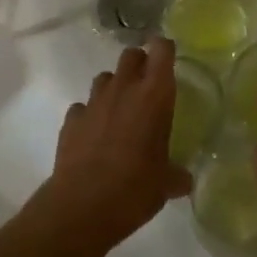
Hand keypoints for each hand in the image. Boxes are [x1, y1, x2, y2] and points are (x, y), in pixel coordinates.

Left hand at [37, 38, 192, 252]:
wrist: (83, 206)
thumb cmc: (136, 188)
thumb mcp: (166, 184)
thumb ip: (177, 175)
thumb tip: (185, 180)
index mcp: (154, 95)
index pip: (161, 50)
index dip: (165, 50)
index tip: (169, 58)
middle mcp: (124, 89)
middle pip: (130, 55)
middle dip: (140, 63)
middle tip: (147, 85)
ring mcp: (94, 102)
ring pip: (105, 77)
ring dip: (115, 87)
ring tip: (121, 110)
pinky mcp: (71, 120)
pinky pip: (83, 106)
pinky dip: (90, 114)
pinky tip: (95, 133)